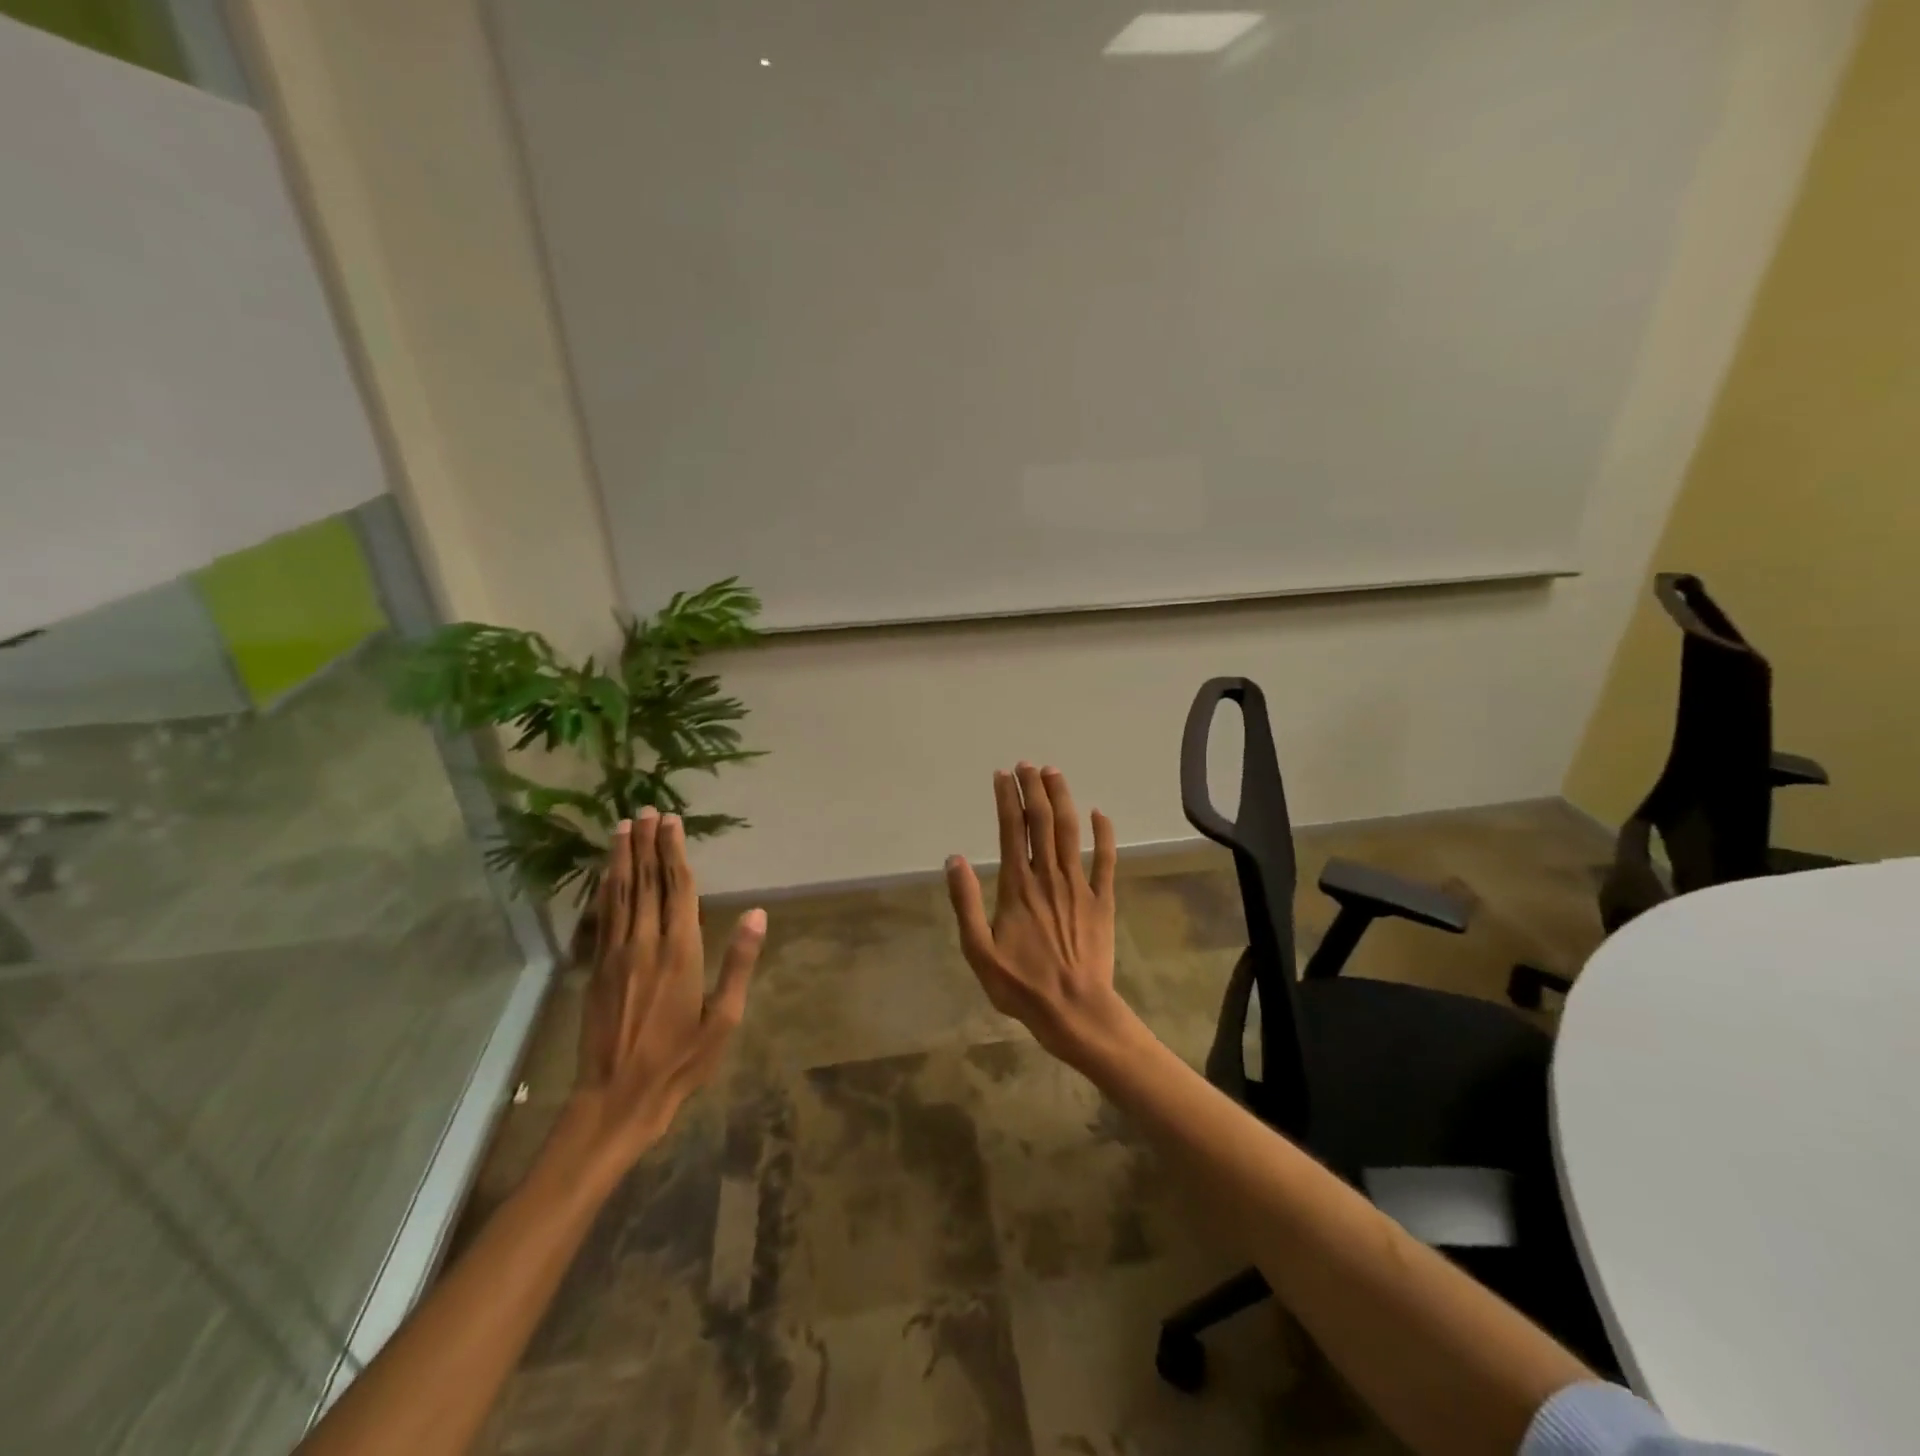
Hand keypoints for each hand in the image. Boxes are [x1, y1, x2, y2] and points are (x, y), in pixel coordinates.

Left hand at [569, 808, 764, 1174]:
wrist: (615, 1101)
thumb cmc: (679, 1064)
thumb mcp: (723, 1020)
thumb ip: (738, 963)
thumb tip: (757, 914)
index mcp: (680, 954)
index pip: (678, 890)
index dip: (675, 853)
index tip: (672, 822)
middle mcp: (645, 944)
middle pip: (646, 883)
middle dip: (646, 844)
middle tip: (645, 810)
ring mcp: (615, 955)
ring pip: (619, 894)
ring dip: (622, 858)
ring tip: (623, 827)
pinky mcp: (597, 969)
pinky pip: (603, 917)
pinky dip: (605, 889)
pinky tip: (606, 873)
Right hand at [945, 763, 1132, 1064]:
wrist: (1074, 1009)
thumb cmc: (1021, 984)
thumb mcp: (978, 950)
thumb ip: (965, 903)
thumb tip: (954, 859)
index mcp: (1017, 886)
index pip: (1010, 831)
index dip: (1006, 800)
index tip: (1002, 776)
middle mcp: (1047, 876)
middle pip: (1040, 822)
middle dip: (1033, 789)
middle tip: (1027, 765)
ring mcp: (1078, 886)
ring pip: (1070, 831)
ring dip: (1062, 799)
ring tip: (1054, 773)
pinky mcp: (1101, 900)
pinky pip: (1105, 859)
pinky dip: (1103, 834)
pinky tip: (1100, 814)